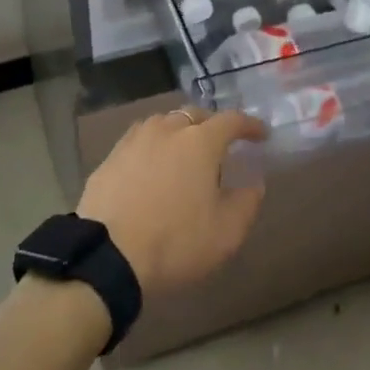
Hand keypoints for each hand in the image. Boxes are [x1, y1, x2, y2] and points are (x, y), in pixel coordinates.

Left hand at [77, 108, 266, 297]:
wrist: (109, 255)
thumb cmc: (176, 242)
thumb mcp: (226, 233)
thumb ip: (246, 203)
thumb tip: (254, 183)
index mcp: (200, 142)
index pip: (231, 120)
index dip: (249, 125)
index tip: (261, 135)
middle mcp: (167, 130)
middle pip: (195, 114)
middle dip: (212, 125)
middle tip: (221, 146)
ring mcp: (135, 139)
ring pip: (164, 123)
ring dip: (180, 131)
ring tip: (184, 152)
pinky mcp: (111, 156)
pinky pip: (140, 139)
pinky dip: (153, 145)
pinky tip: (152, 165)